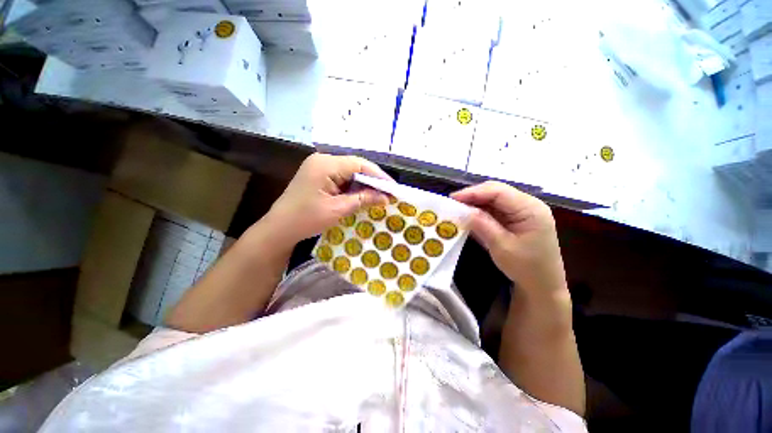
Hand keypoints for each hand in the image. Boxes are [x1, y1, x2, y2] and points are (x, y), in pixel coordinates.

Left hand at [264, 153, 392, 243]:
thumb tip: (385, 197)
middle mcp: (322, 160)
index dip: (378, 175)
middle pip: (355, 166)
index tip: (392, 187)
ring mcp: (319, 167)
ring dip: (364, 184)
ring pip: (350, 172)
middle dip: (372, 180)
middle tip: (388, 192)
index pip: (359, 164)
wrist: (280, 228)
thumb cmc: (307, 219)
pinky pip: (342, 177)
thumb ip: (363, 199)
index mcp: (325, 165)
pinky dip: (353, 187)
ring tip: (379, 195)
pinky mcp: (319, 175)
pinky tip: (362, 195)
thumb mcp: (338, 209)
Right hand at [451, 181, 565, 294]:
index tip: (453, 198)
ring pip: (494, 199)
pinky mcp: (516, 218)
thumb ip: (483, 225)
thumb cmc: (526, 268)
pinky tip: (468, 215)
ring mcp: (522, 211)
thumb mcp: (501, 246)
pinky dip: (480, 211)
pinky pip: (495, 209)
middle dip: (473, 196)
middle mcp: (528, 204)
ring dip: (475, 203)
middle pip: (496, 192)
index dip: (473, 192)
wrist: (542, 285)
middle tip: (452, 203)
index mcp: (530, 208)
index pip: (498, 191)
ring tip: (457, 209)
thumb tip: (463, 210)